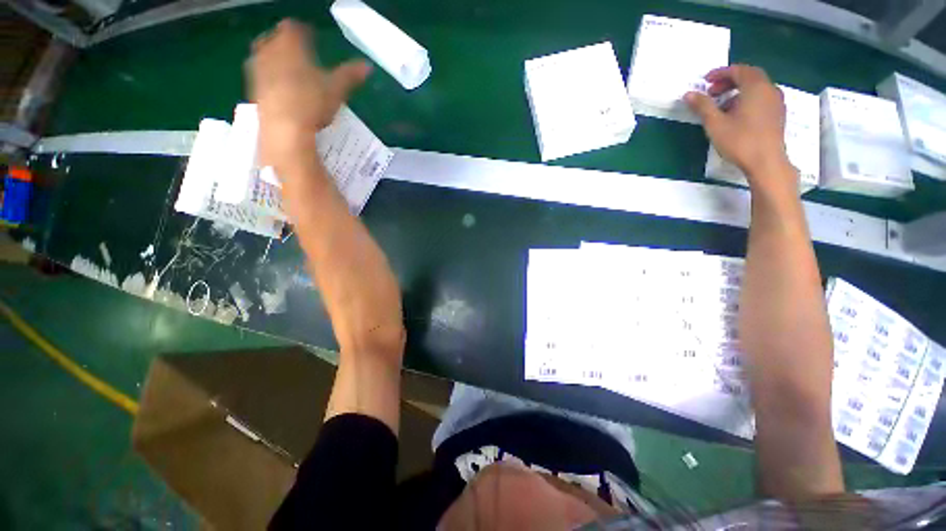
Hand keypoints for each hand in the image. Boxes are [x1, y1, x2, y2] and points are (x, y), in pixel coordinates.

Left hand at [247, 19, 370, 171]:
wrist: (284, 128)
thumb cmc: (312, 103)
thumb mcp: (337, 90)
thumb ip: (350, 75)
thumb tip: (369, 66)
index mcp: (290, 44)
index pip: (294, 28)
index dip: (303, 32)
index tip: (311, 38)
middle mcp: (270, 51)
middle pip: (275, 39)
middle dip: (285, 43)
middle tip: (298, 53)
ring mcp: (258, 69)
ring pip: (265, 55)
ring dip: (275, 59)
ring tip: (289, 70)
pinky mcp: (253, 88)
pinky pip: (260, 75)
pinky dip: (270, 77)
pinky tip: (281, 90)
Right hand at [685, 65, 794, 194]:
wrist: (766, 162)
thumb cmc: (740, 140)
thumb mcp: (715, 123)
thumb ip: (702, 106)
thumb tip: (689, 94)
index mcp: (755, 87)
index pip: (738, 70)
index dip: (721, 73)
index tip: (705, 80)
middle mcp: (769, 89)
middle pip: (749, 76)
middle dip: (729, 80)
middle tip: (711, 92)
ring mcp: (776, 102)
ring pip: (756, 88)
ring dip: (738, 91)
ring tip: (721, 105)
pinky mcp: (777, 114)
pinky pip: (761, 98)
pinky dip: (747, 99)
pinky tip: (736, 114)